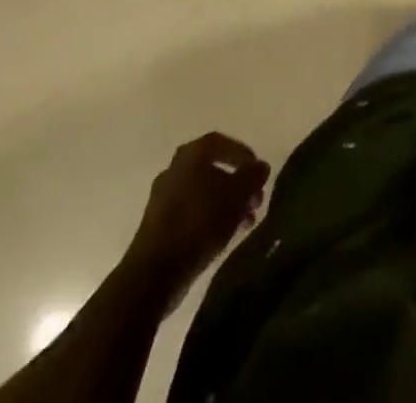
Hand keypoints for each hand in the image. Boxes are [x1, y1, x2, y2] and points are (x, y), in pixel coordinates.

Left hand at [133, 133, 270, 287]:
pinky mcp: (158, 225)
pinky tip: (226, 234)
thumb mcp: (237, 195)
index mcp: (191, 154)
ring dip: (226, 203)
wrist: (154, 273)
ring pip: (203, 193)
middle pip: (213, 169)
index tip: (258, 172)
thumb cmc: (200, 222)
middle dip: (237, 184)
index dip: (243, 154)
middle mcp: (175, 169)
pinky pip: (191, 212)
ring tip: (245, 221)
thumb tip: (261, 166)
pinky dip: (210, 217)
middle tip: (255, 199)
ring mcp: (163, 198)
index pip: (222, 143)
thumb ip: (252, 176)